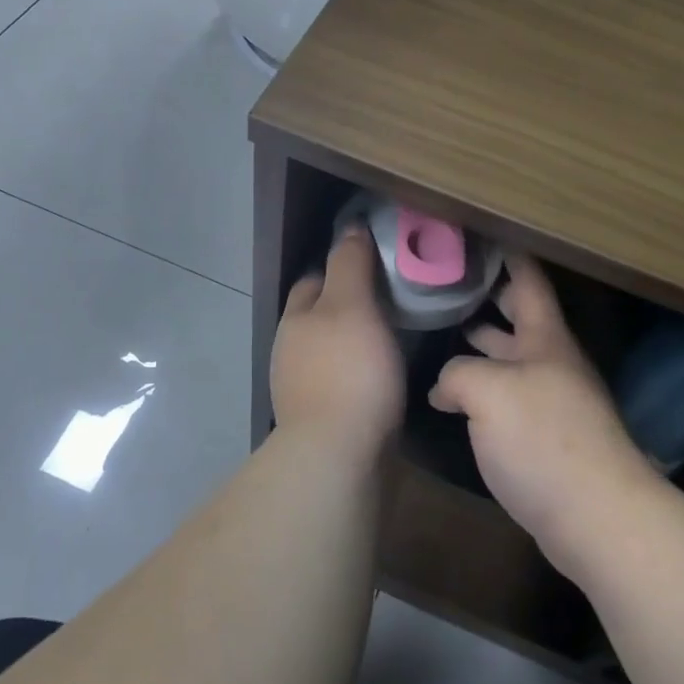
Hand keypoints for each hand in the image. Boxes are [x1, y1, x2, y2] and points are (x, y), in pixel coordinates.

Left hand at [270, 226, 405, 463]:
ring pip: (329, 350)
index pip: (313, 279)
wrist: (339, 456)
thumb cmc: (348, 371)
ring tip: (392, 337)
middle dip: (345, 305)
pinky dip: (358, 373)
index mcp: (295, 319)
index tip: (374, 263)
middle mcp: (290, 351)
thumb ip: (349, 264)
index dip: (340, 266)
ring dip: (352, 342)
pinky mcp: (320, 419)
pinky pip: (341, 382)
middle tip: (391, 300)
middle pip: (318, 316)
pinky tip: (382, 378)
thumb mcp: (352, 305)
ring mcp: (301, 388)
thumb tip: (350, 227)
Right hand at [429, 254, 662, 578]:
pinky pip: (507, 398)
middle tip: (447, 281)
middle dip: (488, 297)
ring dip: (481, 345)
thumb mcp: (488, 391)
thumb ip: (457, 373)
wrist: (595, 517)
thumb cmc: (543, 438)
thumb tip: (444, 388)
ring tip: (443, 330)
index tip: (479, 234)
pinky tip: (454, 397)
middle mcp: (551, 362)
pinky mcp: (544, 438)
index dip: (507, 254)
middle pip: (519, 317)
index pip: (527, 280)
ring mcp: (550, 401)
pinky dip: (481, 389)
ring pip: (510, 359)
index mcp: (546, 338)